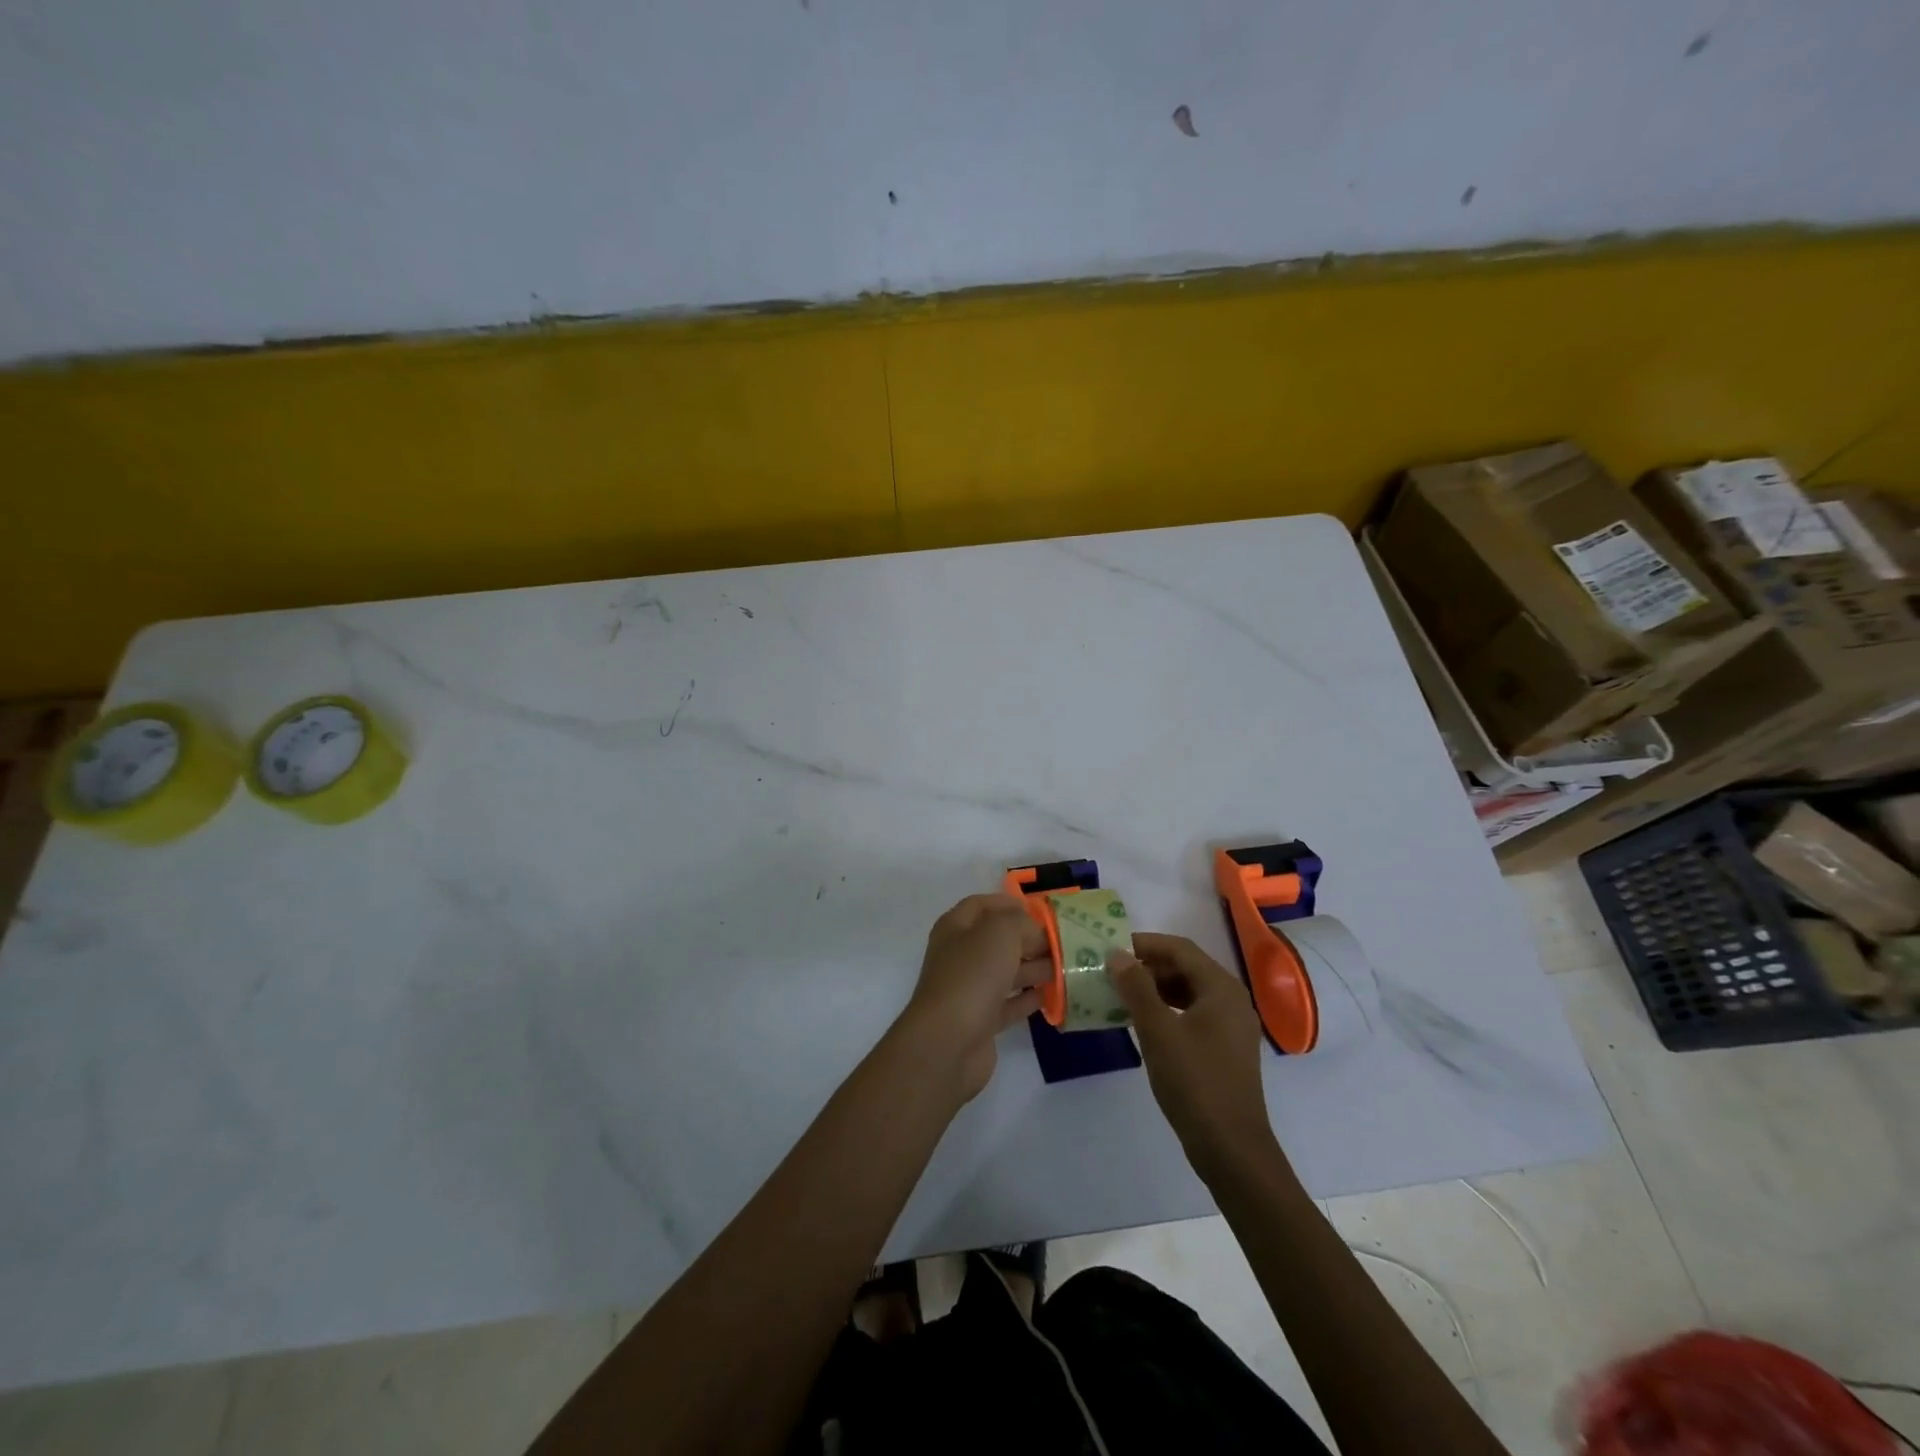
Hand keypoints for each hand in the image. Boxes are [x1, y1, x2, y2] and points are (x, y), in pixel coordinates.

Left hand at [894, 894, 1051, 1103]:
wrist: (947, 1043)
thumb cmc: (972, 976)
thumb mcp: (999, 933)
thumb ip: (1020, 921)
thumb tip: (1032, 929)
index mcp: (955, 928)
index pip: (982, 905)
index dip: (1008, 903)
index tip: (1040, 911)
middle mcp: (960, 956)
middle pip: (997, 940)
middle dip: (1028, 938)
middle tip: (1062, 941)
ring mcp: (969, 990)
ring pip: (1006, 972)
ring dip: (1033, 968)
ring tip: (1065, 967)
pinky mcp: (981, 1021)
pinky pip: (1009, 1003)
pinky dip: (1028, 997)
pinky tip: (1051, 995)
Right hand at [1110, 933, 1276, 1175]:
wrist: (1231, 1148)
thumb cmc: (1194, 1082)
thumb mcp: (1158, 1031)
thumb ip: (1136, 988)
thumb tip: (1117, 954)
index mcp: (1221, 988)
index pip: (1179, 948)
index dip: (1144, 944)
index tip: (1112, 948)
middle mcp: (1232, 999)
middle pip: (1186, 967)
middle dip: (1148, 966)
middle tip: (1112, 973)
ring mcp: (1232, 1025)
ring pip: (1189, 991)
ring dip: (1156, 988)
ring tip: (1122, 995)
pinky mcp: (1227, 1048)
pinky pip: (1194, 1013)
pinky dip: (1168, 1009)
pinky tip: (1144, 1022)